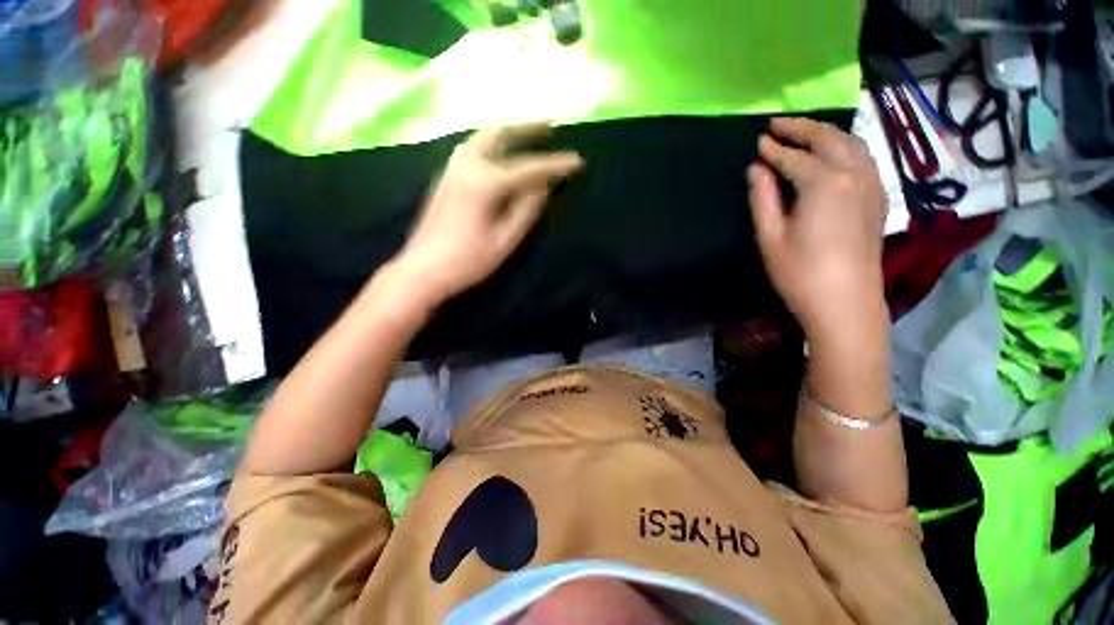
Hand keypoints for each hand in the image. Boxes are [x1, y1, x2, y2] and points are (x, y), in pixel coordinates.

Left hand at [392, 124, 583, 308]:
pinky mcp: (446, 177)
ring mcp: (452, 168)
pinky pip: (474, 147)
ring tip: (529, 134)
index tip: (578, 161)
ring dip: (509, 131)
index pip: (528, 168)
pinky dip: (494, 142)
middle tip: (551, 126)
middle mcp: (466, 165)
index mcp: (484, 183)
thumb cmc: (467, 262)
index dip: (555, 165)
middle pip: (500, 134)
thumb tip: (542, 187)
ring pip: (484, 137)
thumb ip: (525, 211)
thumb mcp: (504, 241)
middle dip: (527, 128)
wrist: (422, 270)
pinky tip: (502, 151)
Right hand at [748, 117, 886, 338]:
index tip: (757, 142)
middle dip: (800, 128)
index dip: (773, 149)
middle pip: (828, 138)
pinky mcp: (878, 196)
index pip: (794, 157)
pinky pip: (862, 157)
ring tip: (802, 133)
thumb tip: (756, 169)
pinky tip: (831, 153)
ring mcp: (871, 183)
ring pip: (850, 143)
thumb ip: (762, 198)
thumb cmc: (800, 272)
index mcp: (824, 183)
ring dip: (824, 133)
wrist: (845, 301)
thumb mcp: (770, 236)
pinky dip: (843, 146)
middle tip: (776, 125)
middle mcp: (854, 174)